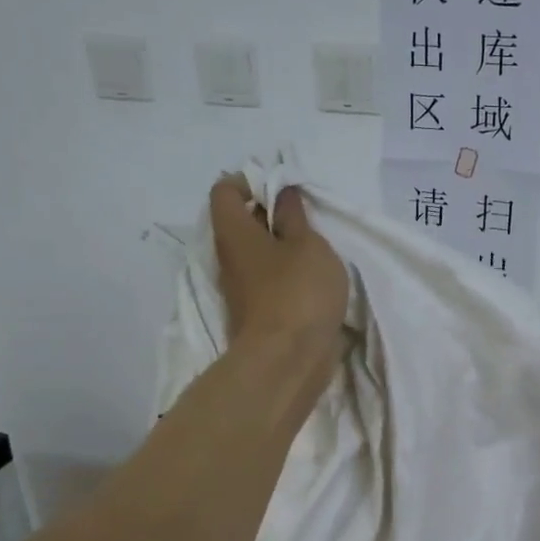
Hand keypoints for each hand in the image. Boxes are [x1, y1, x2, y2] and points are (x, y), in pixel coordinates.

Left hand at [210, 177, 348, 362]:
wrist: (288, 360)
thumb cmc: (298, 291)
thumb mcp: (307, 244)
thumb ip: (294, 215)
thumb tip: (282, 192)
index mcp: (234, 233)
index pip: (224, 191)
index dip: (250, 181)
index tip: (282, 188)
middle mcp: (229, 257)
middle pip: (240, 222)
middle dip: (271, 212)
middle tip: (305, 215)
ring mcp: (241, 287)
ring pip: (256, 252)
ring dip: (282, 244)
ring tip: (315, 245)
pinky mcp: (257, 311)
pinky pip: (268, 278)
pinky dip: (286, 271)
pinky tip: (313, 276)